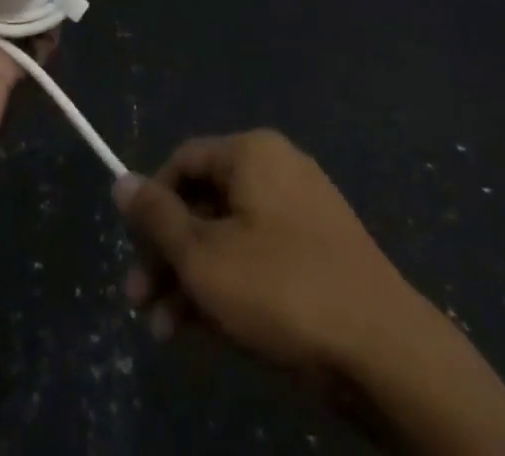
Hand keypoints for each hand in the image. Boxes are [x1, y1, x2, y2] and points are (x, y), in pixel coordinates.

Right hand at [113, 129, 420, 382]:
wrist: (384, 351)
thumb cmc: (281, 288)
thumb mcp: (203, 256)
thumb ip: (157, 218)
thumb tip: (120, 180)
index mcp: (251, 153)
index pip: (183, 161)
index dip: (151, 204)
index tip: (134, 251)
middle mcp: (276, 169)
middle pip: (204, 201)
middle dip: (167, 253)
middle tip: (139, 301)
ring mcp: (301, 212)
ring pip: (228, 236)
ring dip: (191, 278)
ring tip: (163, 331)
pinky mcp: (318, 253)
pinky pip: (258, 257)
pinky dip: (228, 285)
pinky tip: (204, 331)